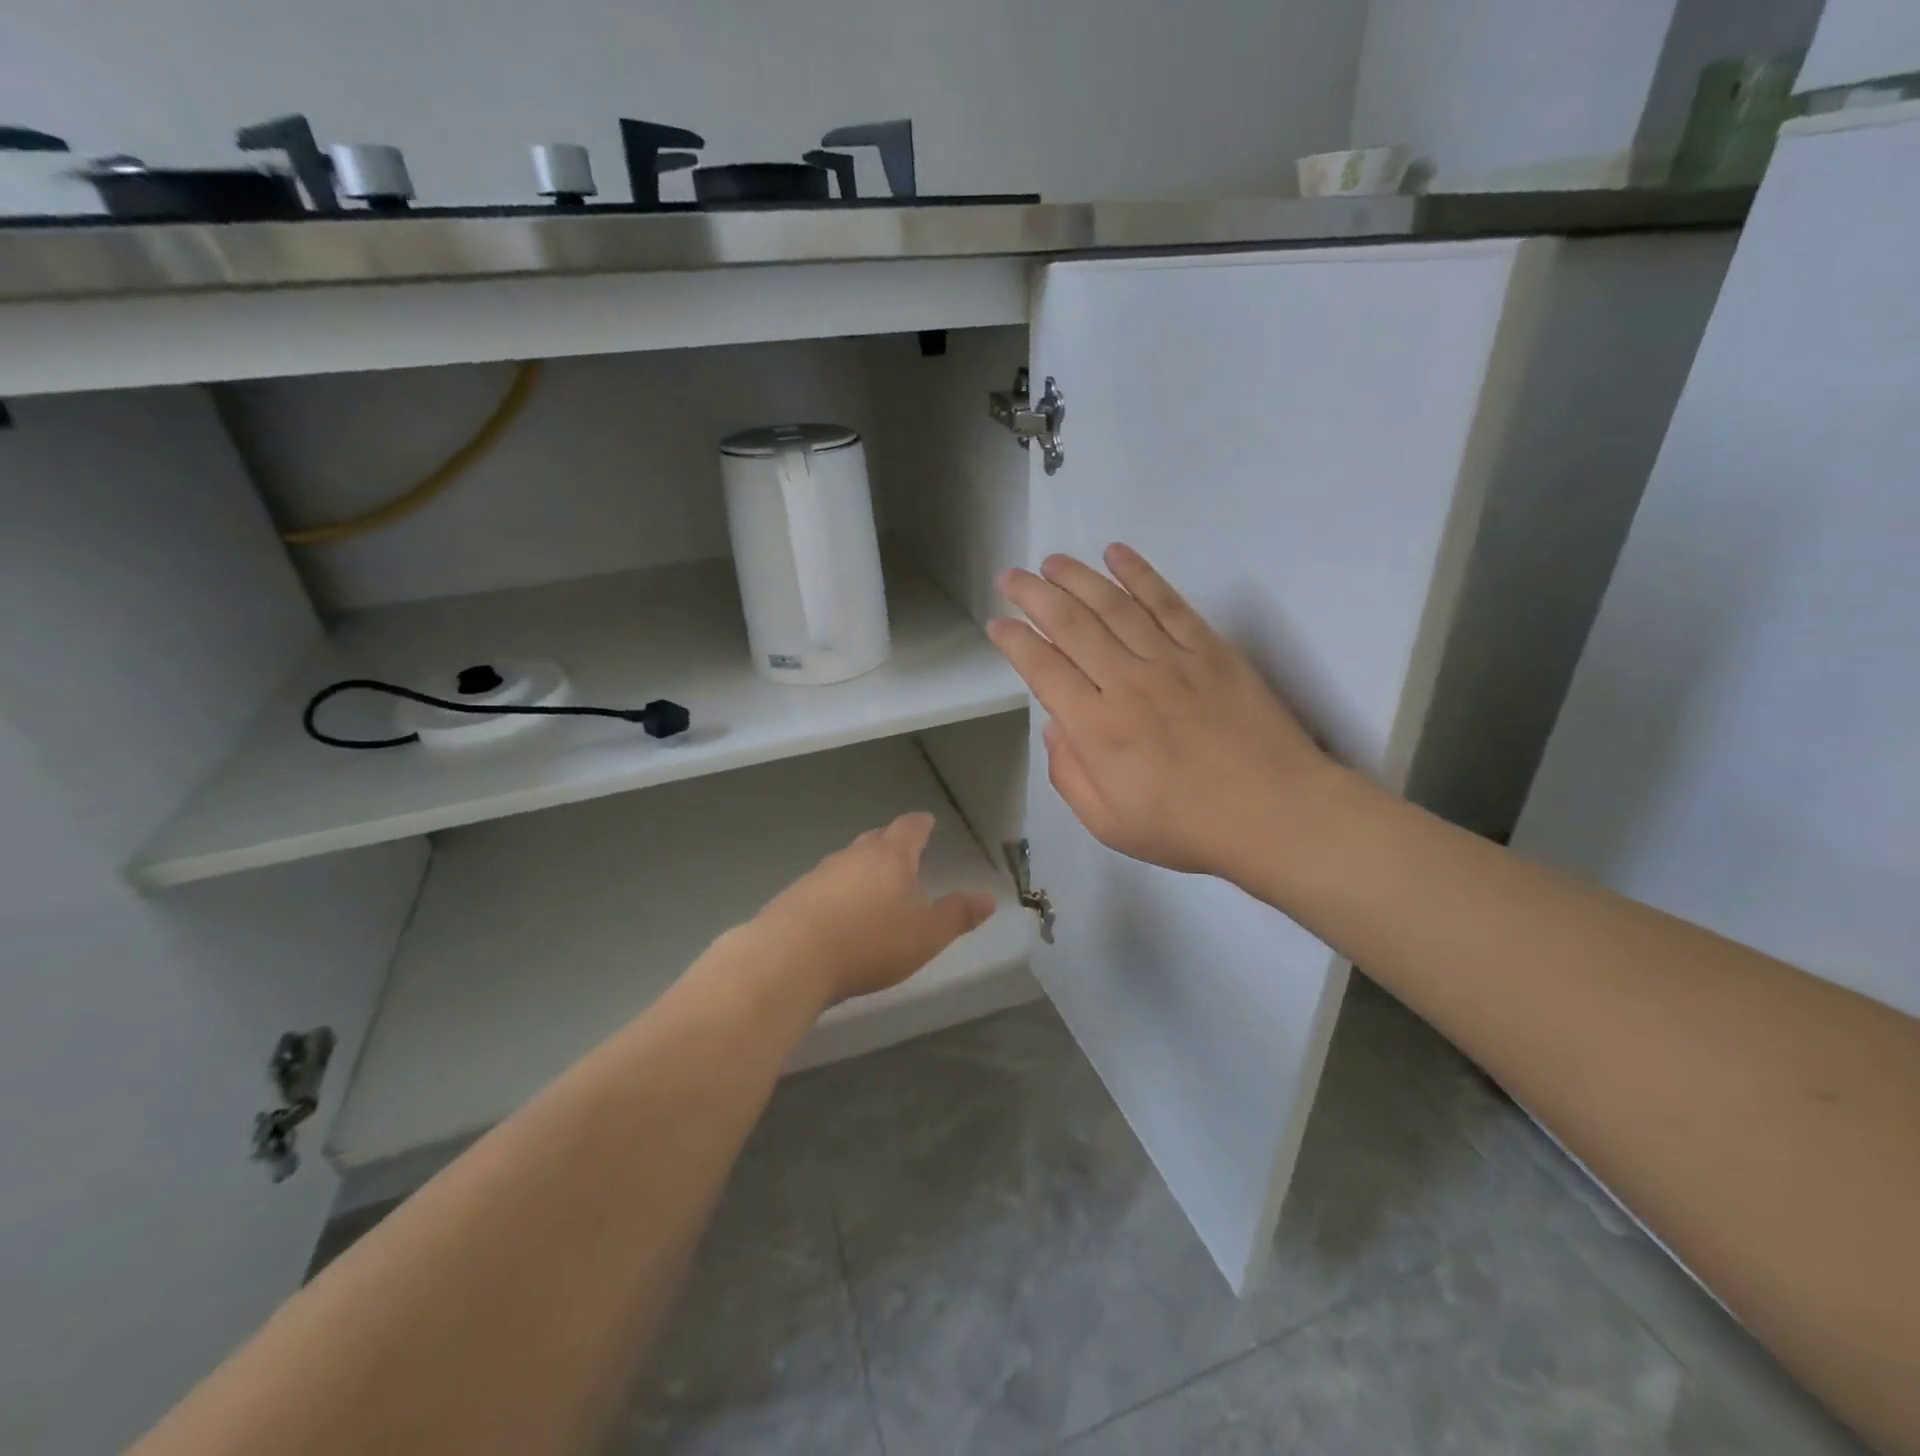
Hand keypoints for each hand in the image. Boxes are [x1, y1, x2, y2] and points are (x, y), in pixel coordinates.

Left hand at [750, 812, 996, 1005]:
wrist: (790, 958)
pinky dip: (837, 891)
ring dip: (862, 868)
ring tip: (873, 885)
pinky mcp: (795, 895)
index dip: (921, 824)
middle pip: (876, 839)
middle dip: (891, 843)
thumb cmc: (869, 942)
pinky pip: (825, 884)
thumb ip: (957, 916)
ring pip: (848, 861)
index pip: (910, 828)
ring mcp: (820, 873)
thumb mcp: (925, 935)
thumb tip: (989, 898)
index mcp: (891, 857)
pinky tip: (838, 913)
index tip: (927, 822)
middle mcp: (854, 855)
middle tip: (903, 852)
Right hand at [988, 544, 1335, 884]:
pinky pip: (1167, 602)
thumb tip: (1054, 726)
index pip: (1042, 669)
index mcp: (1096, 728)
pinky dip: (1139, 574)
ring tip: (1051, 561)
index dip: (1015, 642)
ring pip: (1112, 605)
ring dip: (1077, 577)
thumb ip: (1069, 775)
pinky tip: (1116, 553)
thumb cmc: (1187, 827)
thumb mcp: (1108, 824)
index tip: (997, 624)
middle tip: (1010, 577)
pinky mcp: (1208, 648)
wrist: (1276, 814)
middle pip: (1070, 625)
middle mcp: (1126, 682)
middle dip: (1033, 596)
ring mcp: (1170, 660)